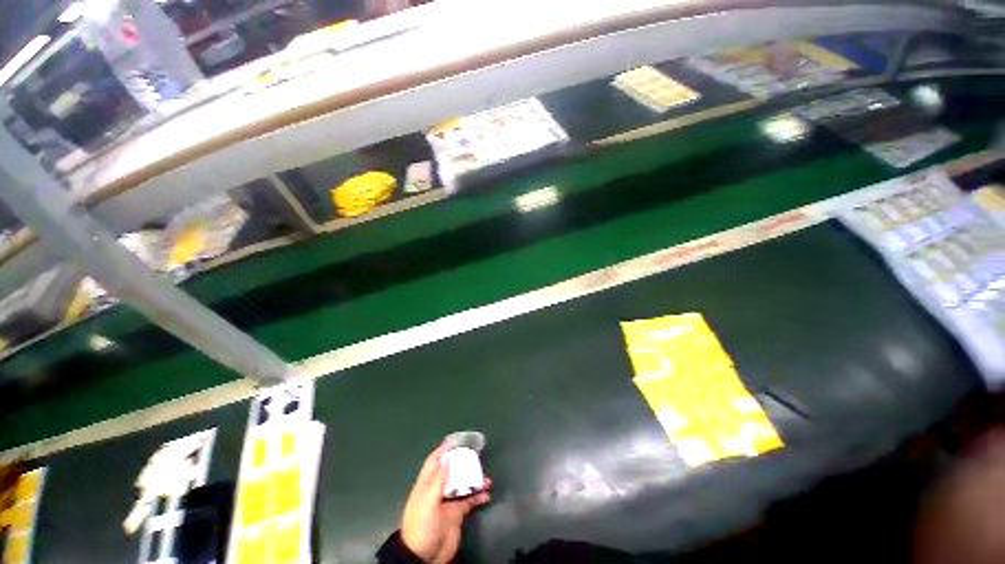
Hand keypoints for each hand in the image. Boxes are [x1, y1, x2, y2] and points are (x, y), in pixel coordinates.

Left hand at [401, 444, 491, 562]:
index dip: (443, 450)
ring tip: (486, 477)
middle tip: (475, 454)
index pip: (434, 462)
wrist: (423, 557)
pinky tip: (487, 494)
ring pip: (463, 484)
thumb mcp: (428, 502)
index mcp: (427, 485)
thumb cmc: (422, 526)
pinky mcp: (457, 514)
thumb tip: (448, 459)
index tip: (456, 441)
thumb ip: (439, 480)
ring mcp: (448, 502)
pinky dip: (478, 496)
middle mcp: (438, 490)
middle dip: (462, 462)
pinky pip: (470, 500)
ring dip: (474, 479)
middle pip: (451, 470)